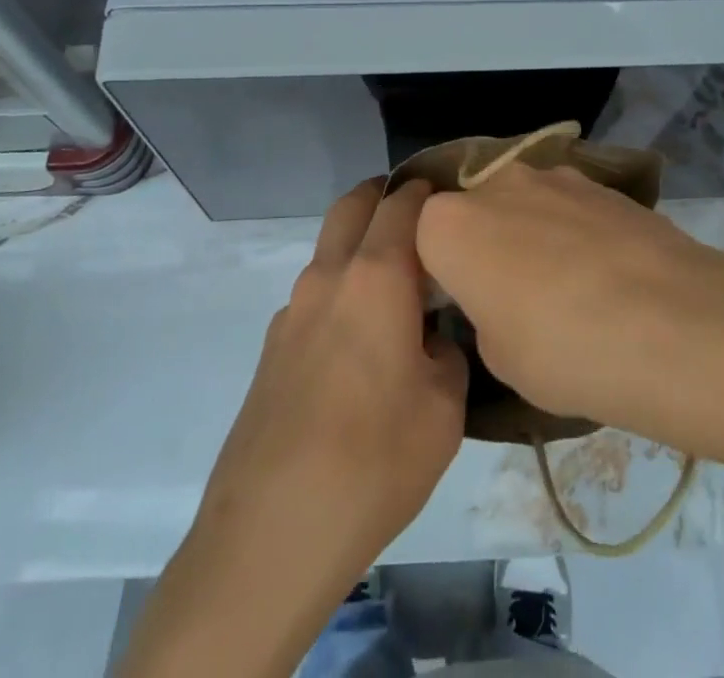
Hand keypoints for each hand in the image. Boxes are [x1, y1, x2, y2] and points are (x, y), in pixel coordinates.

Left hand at [128, 179, 466, 677]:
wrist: (270, 533)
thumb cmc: (374, 460)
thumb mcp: (444, 409)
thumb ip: (448, 353)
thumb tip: (435, 337)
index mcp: (375, 276)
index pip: (402, 203)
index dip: (428, 192)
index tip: (453, 200)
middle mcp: (328, 277)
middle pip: (352, 206)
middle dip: (383, 196)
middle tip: (420, 217)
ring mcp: (292, 311)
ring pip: (330, 251)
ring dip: (360, 247)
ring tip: (397, 288)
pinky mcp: (271, 348)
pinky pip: (315, 296)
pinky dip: (341, 291)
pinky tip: (360, 344)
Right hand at [416, 161, 723, 457]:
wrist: (673, 324)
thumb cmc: (563, 352)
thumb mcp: (497, 358)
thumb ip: (481, 312)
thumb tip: (498, 299)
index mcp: (449, 225)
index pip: (418, 237)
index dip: (436, 272)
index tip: (456, 306)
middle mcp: (495, 184)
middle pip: (472, 210)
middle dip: (482, 245)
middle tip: (509, 298)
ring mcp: (553, 175)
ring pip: (522, 203)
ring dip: (530, 235)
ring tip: (566, 289)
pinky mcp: (602, 182)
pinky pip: (567, 204)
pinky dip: (573, 231)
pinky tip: (604, 274)